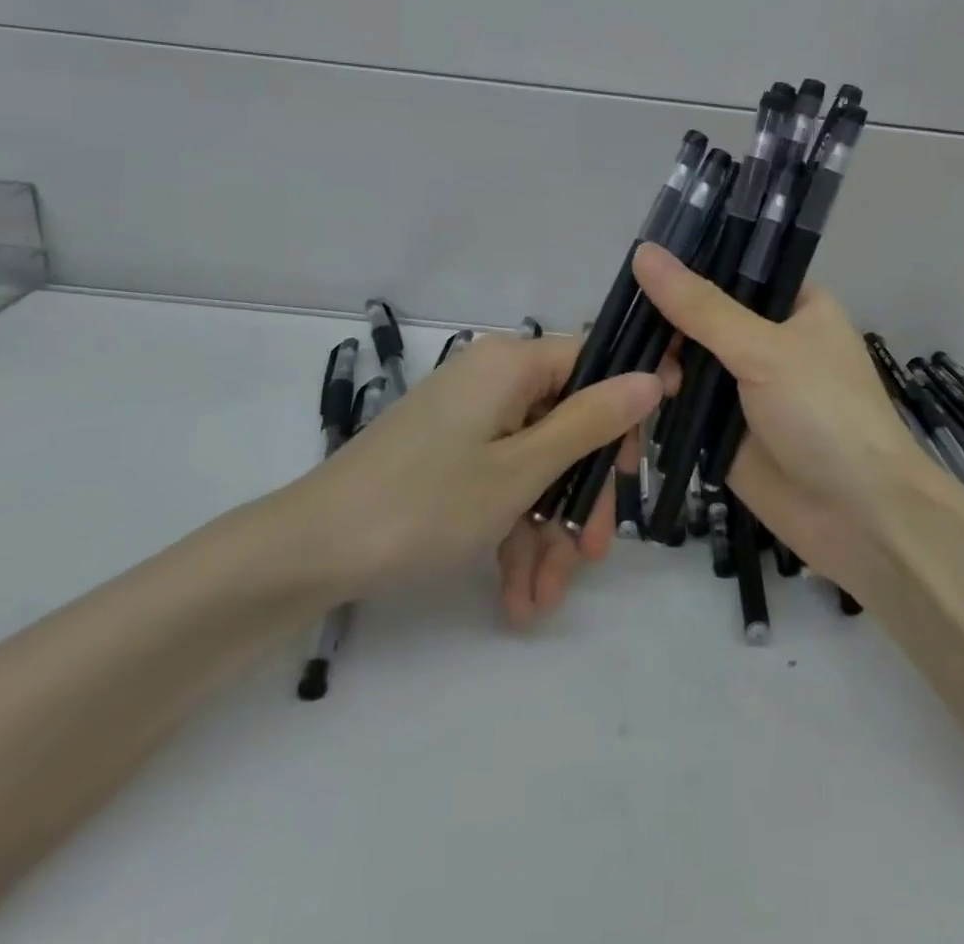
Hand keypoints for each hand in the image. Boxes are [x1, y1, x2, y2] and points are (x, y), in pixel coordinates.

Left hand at [274, 335, 662, 605]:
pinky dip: (513, 535)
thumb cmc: (425, 503)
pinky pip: (501, 483)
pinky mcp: (451, 456)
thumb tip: (653, 376)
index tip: (640, 468)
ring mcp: (471, 421)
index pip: (593, 365)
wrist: (310, 553)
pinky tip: (517, 597)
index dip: (625, 412)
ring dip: (547, 533)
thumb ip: (592, 422)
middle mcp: (494, 380)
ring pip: (536, 466)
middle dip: (580, 497)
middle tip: (591, 554)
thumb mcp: (521, 470)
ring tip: (543, 600)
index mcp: (512, 363)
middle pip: (566, 426)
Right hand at [630, 242, 939, 598]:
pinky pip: (682, 403)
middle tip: (623, 326)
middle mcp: (767, 339)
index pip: (733, 267)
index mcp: (794, 305)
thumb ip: (701, 307)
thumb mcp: (765, 350)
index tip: (637, 261)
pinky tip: (627, 394)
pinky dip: (657, 399)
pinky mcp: (723, 429)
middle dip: (665, 320)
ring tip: (633, 369)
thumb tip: (644, 253)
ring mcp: (744, 386)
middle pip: (702, 315)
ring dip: (658, 362)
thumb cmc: (826, 414)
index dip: (688, 263)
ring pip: (687, 359)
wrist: (860, 520)